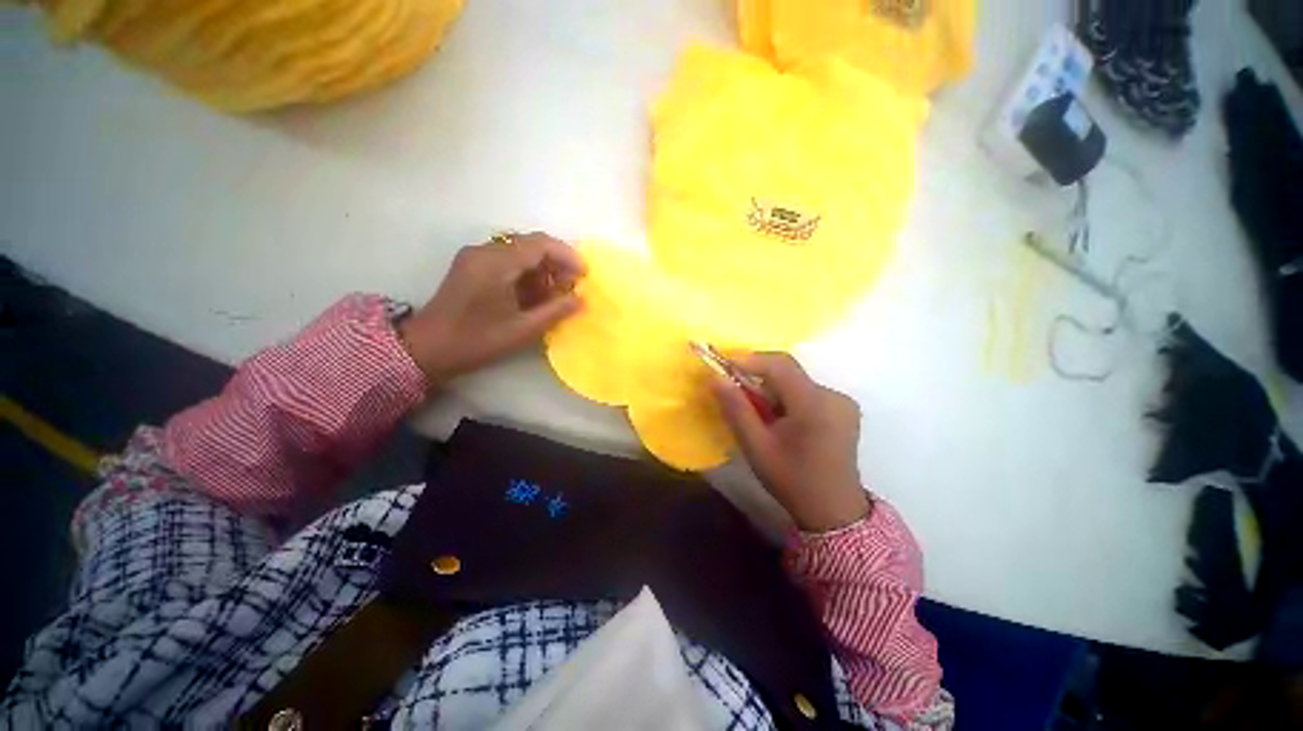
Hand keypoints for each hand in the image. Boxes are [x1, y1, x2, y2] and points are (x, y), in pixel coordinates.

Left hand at [397, 232, 585, 384]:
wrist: (428, 349)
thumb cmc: (477, 341)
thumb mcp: (522, 330)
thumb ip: (555, 311)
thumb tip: (581, 299)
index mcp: (496, 263)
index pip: (540, 244)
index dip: (567, 256)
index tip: (584, 276)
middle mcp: (485, 251)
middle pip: (530, 244)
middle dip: (556, 263)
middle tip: (571, 287)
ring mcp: (476, 257)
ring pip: (520, 252)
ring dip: (542, 269)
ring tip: (555, 295)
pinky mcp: (472, 266)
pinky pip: (507, 261)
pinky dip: (527, 274)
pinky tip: (535, 295)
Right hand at [712, 353, 869, 532]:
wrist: (833, 511)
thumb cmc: (791, 480)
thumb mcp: (756, 446)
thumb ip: (736, 409)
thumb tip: (715, 378)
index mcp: (815, 405)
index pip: (780, 365)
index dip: (749, 359)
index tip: (723, 365)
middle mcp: (834, 395)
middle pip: (788, 372)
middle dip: (758, 377)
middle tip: (735, 391)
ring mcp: (842, 401)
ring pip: (796, 381)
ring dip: (771, 390)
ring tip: (757, 413)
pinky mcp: (843, 408)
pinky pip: (807, 391)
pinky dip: (786, 398)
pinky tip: (779, 420)